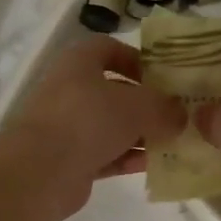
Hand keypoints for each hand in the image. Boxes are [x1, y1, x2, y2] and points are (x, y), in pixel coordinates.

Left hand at [0, 37, 185, 219]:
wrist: (40, 172)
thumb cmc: (88, 120)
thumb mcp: (138, 107)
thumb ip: (164, 108)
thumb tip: (181, 115)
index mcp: (79, 62)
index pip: (109, 48)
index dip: (137, 58)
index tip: (163, 76)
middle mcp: (70, 89)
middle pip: (114, 90)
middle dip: (146, 103)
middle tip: (176, 114)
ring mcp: (67, 126)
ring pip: (111, 125)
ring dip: (141, 134)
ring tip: (173, 143)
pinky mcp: (69, 160)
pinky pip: (106, 154)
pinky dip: (128, 158)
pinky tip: (154, 166)